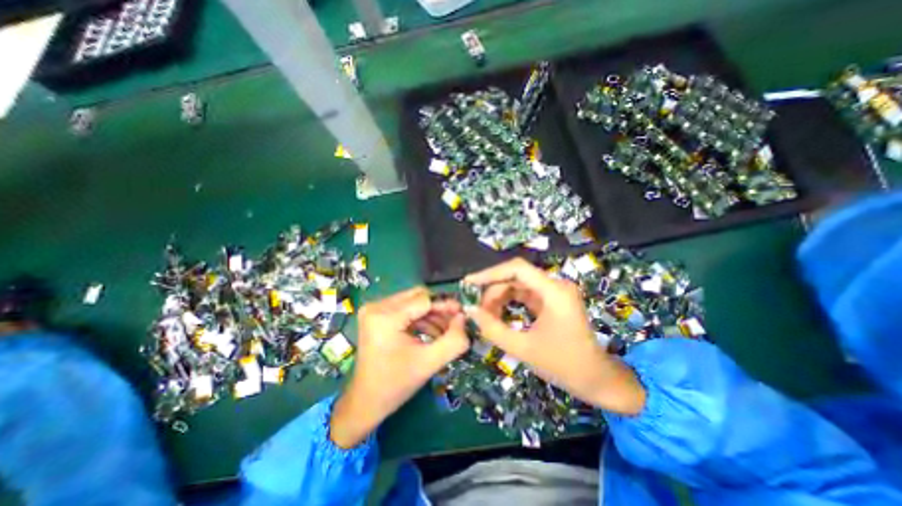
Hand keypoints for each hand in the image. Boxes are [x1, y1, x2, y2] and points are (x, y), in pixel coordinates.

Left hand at [332, 287, 471, 447]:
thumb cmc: (396, 384)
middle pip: (418, 296)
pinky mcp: (376, 314)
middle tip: (455, 322)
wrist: (366, 401)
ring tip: (445, 331)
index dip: (446, 305)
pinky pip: (405, 308)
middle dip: (439, 309)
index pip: (424, 299)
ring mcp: (374, 309)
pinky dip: (420, 318)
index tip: (462, 314)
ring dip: (431, 314)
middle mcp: (377, 306)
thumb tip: (464, 318)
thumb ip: (453, 340)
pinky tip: (431, 332)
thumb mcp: (429, 363)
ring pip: (413, 301)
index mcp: (385, 317)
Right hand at [461, 258, 644, 413]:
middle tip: (477, 310)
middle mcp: (556, 285)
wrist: (597, 380)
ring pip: (518, 285)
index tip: (469, 283)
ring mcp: (554, 292)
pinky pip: (525, 294)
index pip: (517, 269)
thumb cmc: (564, 365)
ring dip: (499, 297)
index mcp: (554, 292)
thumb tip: (469, 310)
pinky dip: (509, 302)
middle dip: (493, 291)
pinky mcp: (552, 300)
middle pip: (516, 277)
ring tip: (486, 315)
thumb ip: (492, 328)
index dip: (490, 273)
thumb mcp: (523, 348)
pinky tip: (498, 314)